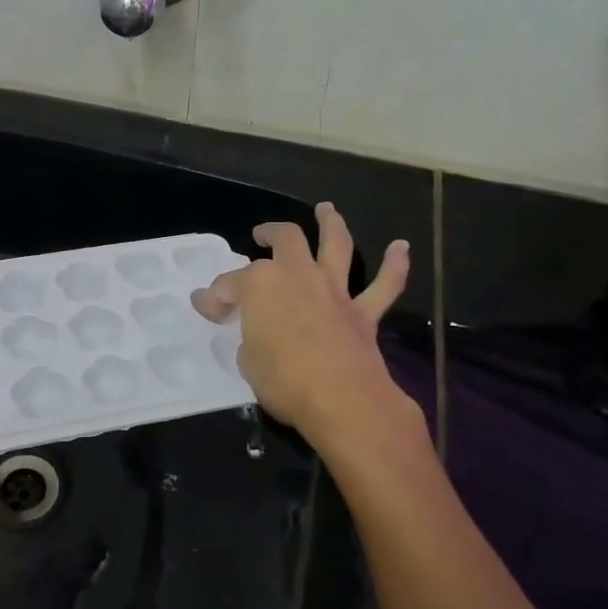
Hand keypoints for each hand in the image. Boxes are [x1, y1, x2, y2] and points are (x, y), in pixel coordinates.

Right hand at [192, 202, 413, 441]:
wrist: (341, 399)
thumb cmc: (283, 379)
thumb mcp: (248, 361)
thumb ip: (249, 339)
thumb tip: (254, 336)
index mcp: (261, 285)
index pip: (229, 285)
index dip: (214, 296)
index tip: (206, 308)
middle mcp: (298, 276)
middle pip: (285, 240)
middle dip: (270, 233)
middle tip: (261, 235)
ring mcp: (334, 291)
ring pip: (336, 245)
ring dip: (331, 224)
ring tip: (326, 209)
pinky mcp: (363, 313)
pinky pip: (384, 285)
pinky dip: (394, 266)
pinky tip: (401, 248)